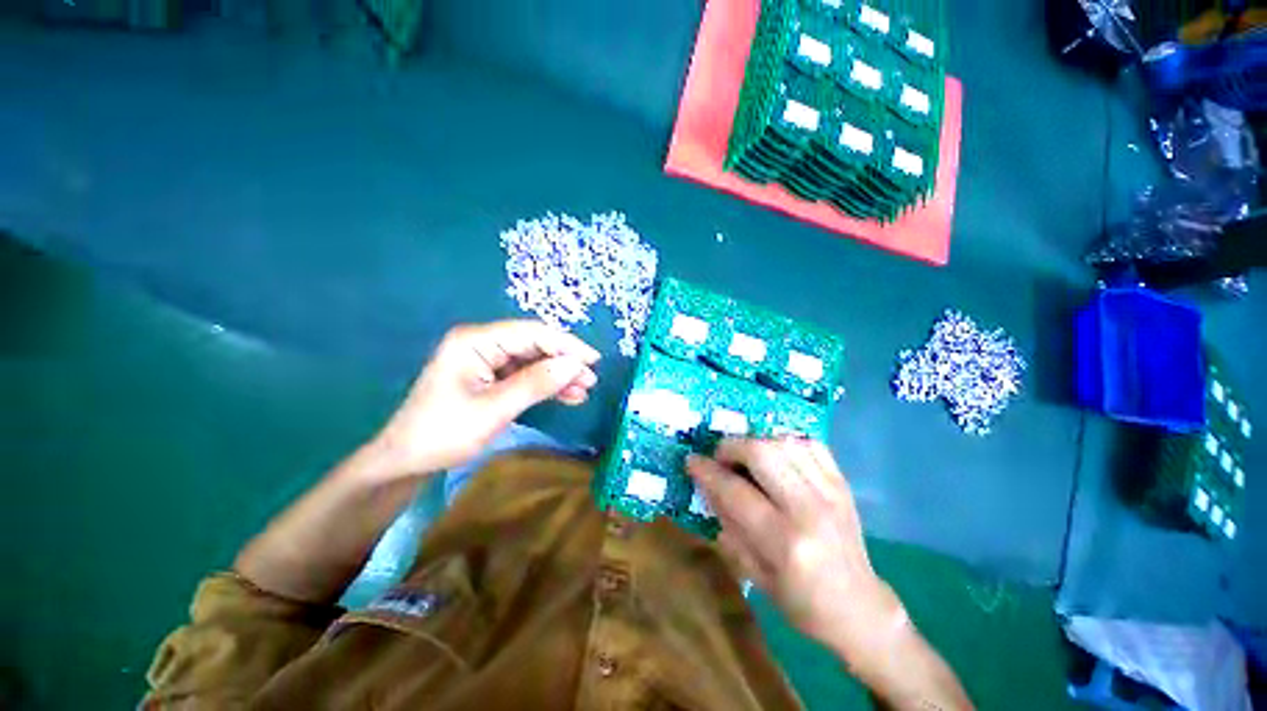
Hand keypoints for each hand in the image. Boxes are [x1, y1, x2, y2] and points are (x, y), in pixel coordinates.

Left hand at [371, 320, 599, 477]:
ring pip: (532, 361)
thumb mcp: (494, 409)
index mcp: (475, 341)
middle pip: (534, 345)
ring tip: (583, 390)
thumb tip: (576, 365)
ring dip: (558, 375)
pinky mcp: (488, 378)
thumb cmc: (443, 434)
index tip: (593, 360)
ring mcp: (485, 361)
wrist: (405, 464)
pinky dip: (545, 386)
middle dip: (563, 362)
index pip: (531, 333)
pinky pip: (524, 376)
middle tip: (590, 380)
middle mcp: (481, 344)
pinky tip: (566, 396)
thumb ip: (536, 384)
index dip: (566, 345)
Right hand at [686, 439, 906, 669]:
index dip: (707, 471)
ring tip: (746, 457)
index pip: (735, 491)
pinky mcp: (842, 483)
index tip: (692, 460)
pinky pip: (810, 443)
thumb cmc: (799, 600)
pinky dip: (785, 442)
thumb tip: (706, 483)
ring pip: (784, 441)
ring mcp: (830, 492)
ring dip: (756, 442)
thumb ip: (727, 522)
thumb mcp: (752, 572)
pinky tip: (776, 455)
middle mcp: (808, 509)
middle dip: (731, 447)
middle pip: (762, 452)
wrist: (857, 607)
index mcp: (784, 542)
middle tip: (721, 458)